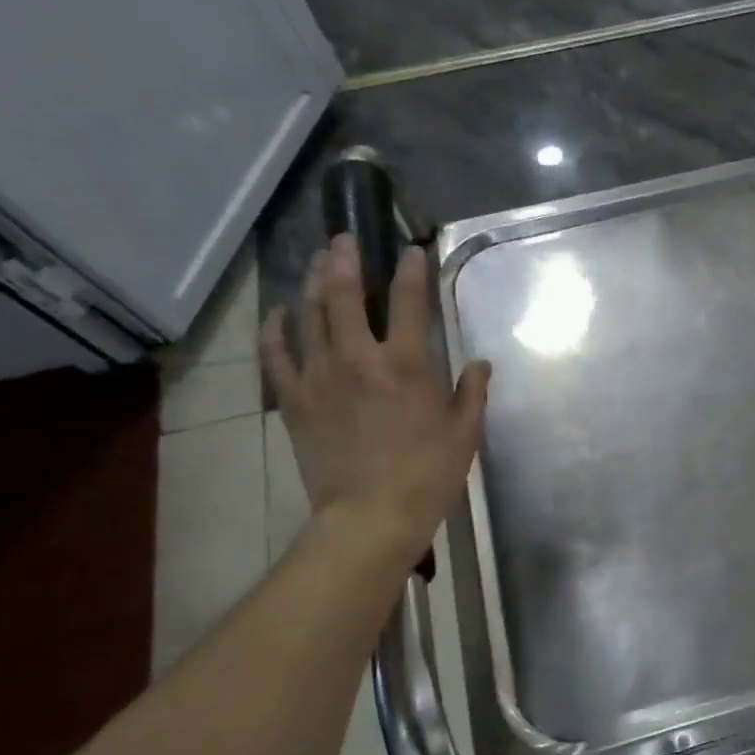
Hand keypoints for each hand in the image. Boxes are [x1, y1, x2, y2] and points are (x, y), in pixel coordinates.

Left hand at [262, 235, 489, 566]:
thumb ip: (472, 391)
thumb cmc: (429, 474)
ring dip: (310, 282)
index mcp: (405, 364)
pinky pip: (276, 354)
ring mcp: (319, 376)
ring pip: (307, 315)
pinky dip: (275, 328)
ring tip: (315, 261)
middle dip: (344, 260)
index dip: (411, 271)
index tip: (412, 250)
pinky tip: (279, 312)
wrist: (372, 515)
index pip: (407, 301)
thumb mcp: (465, 432)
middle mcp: (358, 358)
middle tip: (345, 239)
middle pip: (342, 294)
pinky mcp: (295, 400)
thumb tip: (479, 362)